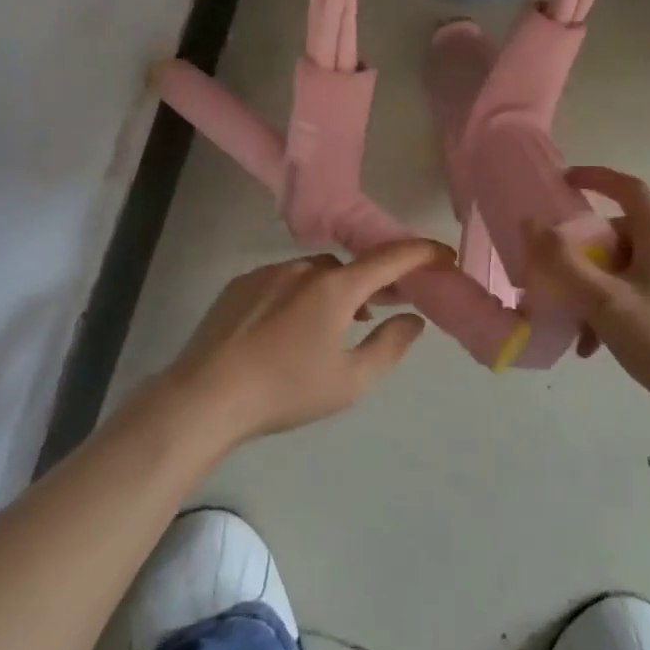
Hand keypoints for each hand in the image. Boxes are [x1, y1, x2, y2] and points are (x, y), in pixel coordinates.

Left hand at [158, 238, 454, 448]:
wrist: (207, 395)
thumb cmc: (286, 390)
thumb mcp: (350, 381)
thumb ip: (389, 346)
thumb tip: (413, 319)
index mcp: (335, 288)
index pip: (390, 259)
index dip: (421, 253)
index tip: (443, 255)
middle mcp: (303, 268)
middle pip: (350, 268)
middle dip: (372, 282)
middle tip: (382, 308)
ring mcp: (267, 272)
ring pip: (314, 274)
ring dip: (334, 291)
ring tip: (334, 326)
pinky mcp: (240, 284)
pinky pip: (283, 280)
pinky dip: (300, 295)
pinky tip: (289, 329)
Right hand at [531, 166, 649, 450]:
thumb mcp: (604, 300)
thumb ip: (563, 261)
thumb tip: (532, 224)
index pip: (628, 188)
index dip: (596, 177)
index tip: (563, 181)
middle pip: (615, 233)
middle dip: (579, 250)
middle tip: (550, 269)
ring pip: (617, 268)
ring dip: (587, 287)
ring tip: (567, 319)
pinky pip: (628, 294)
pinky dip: (604, 310)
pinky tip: (589, 345)